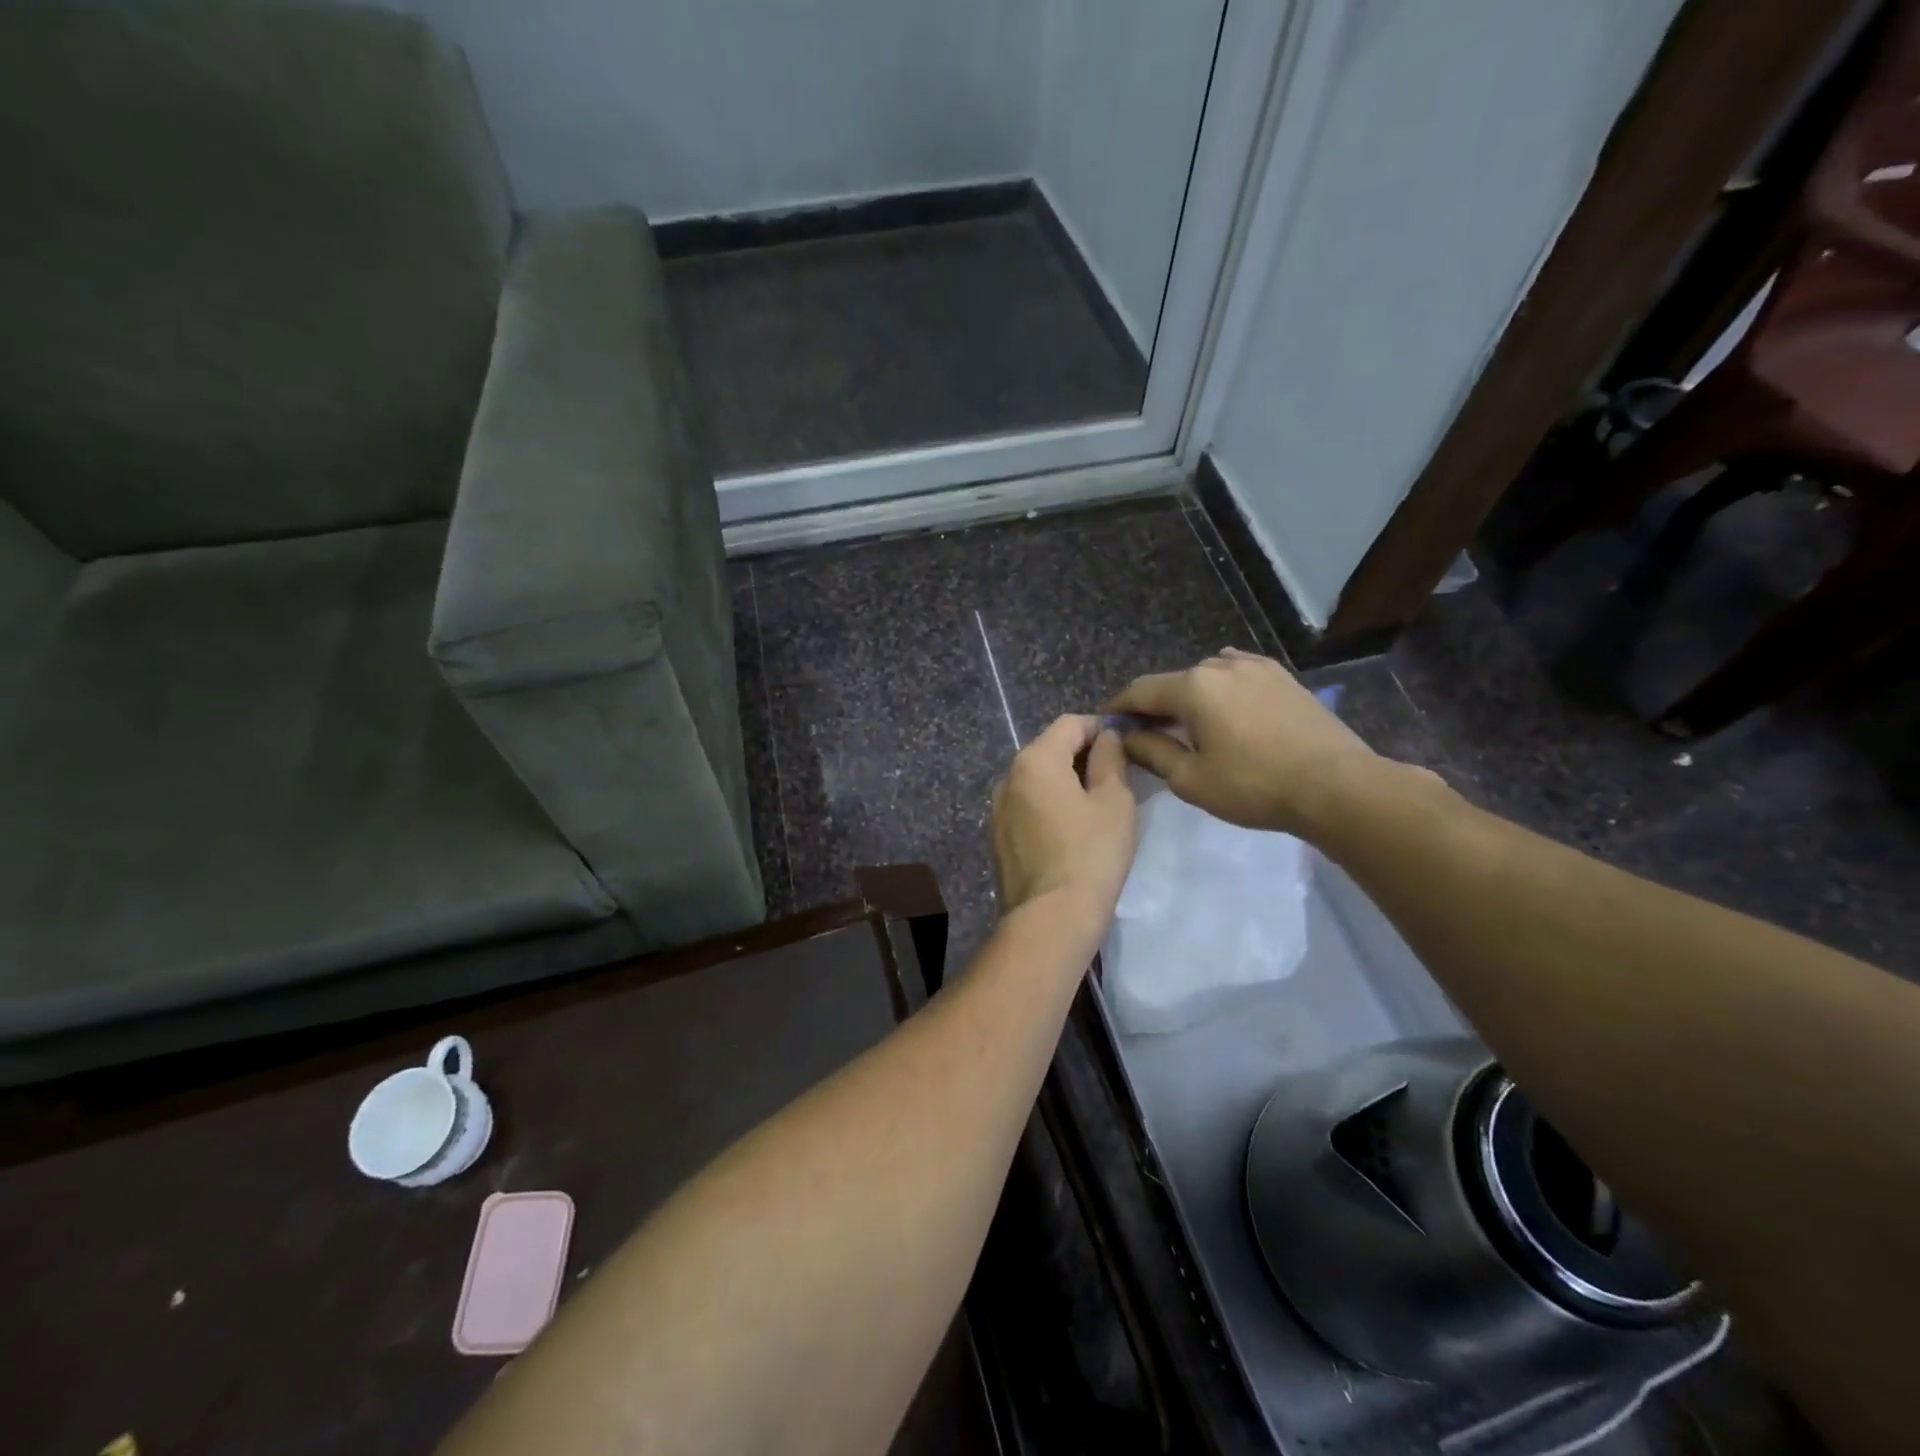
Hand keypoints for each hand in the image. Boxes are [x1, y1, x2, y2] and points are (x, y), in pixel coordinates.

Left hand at [990, 715, 1136, 926]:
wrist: (1050, 918)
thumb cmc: (1091, 853)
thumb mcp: (1114, 800)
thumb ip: (1110, 758)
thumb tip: (1105, 737)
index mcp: (1034, 760)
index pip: (1070, 724)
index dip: (1100, 727)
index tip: (1125, 744)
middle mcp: (1008, 777)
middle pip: (1049, 749)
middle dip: (1082, 755)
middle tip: (1116, 776)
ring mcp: (997, 809)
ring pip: (1036, 780)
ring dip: (1065, 782)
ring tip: (1096, 805)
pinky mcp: (997, 837)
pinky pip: (1027, 807)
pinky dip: (1049, 806)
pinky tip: (1070, 830)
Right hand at [1105, 649, 1380, 836]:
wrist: (1336, 786)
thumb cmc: (1254, 786)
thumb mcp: (1191, 779)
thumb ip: (1152, 752)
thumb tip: (1127, 736)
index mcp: (1193, 687)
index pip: (1140, 690)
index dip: (1118, 707)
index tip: (1105, 724)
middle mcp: (1222, 665)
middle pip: (1174, 682)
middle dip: (1155, 705)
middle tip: (1145, 733)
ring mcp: (1257, 667)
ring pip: (1207, 675)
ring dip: (1190, 696)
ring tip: (1189, 724)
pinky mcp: (1283, 678)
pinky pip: (1238, 675)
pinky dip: (1222, 689)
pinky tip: (1227, 711)